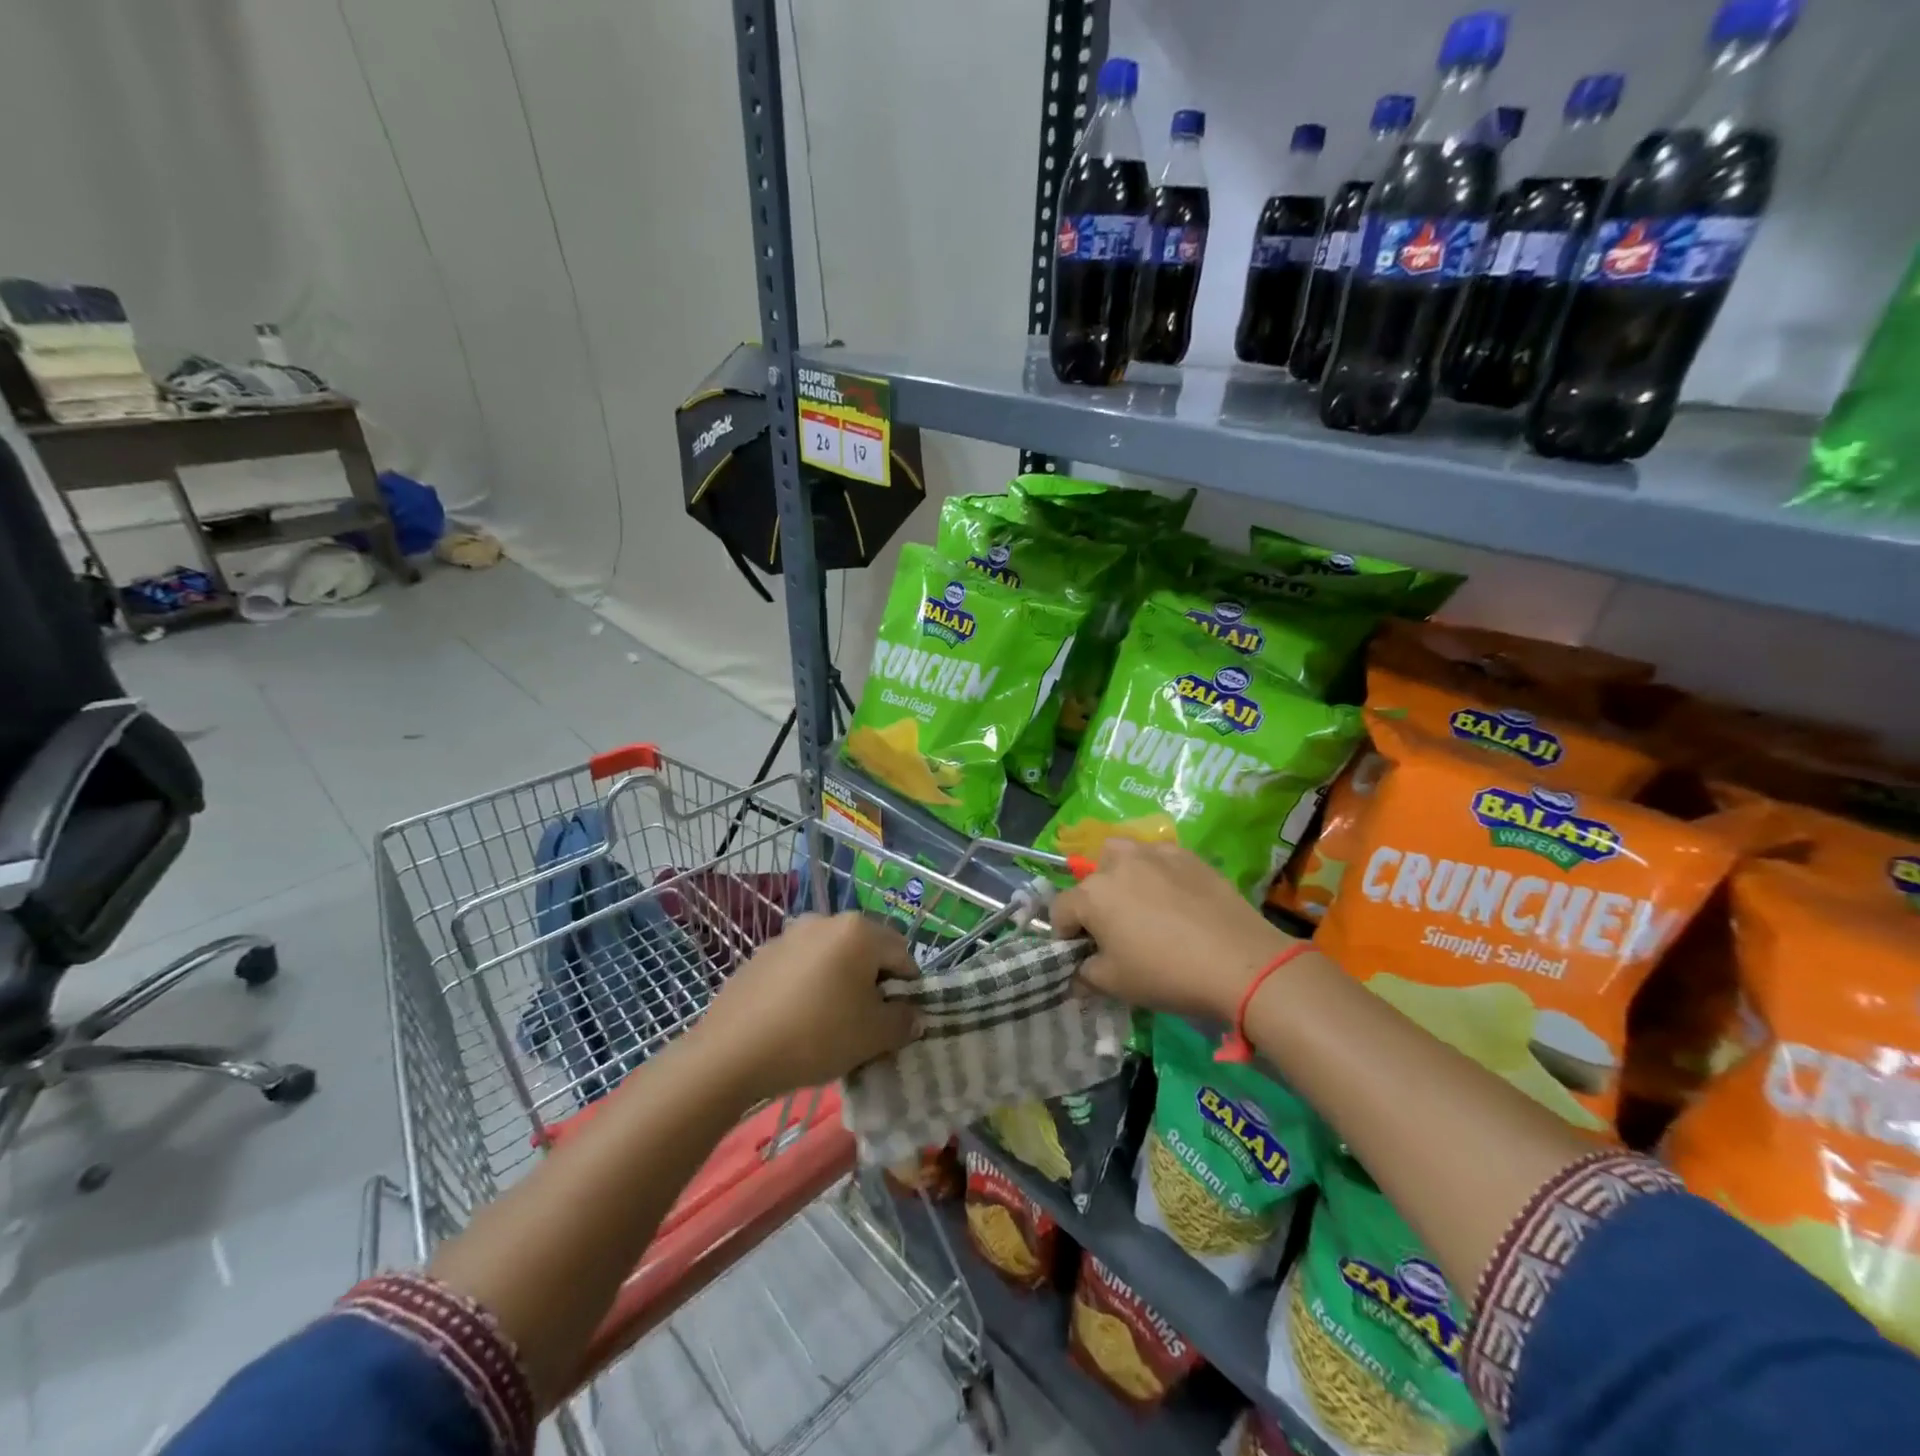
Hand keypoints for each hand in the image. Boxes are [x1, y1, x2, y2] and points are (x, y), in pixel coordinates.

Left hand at [690, 913, 920, 1102]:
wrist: (732, 1053)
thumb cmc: (816, 1036)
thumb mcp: (873, 1036)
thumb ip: (903, 1021)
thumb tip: (913, 1015)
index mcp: (859, 931)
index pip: (902, 953)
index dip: (908, 988)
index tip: (898, 1020)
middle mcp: (825, 920)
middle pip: (866, 950)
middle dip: (873, 982)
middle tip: (867, 1023)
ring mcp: (789, 935)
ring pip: (831, 957)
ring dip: (840, 982)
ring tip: (830, 1023)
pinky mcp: (761, 955)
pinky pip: (800, 966)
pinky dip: (809, 985)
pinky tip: (797, 1019)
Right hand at [1050, 839, 1295, 1019]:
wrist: (1239, 962)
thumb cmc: (1167, 974)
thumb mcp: (1115, 984)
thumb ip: (1085, 975)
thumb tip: (1078, 974)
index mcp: (1091, 894)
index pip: (1060, 910)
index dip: (1065, 935)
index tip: (1082, 955)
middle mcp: (1117, 863)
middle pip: (1091, 880)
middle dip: (1094, 904)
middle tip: (1115, 932)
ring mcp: (1154, 853)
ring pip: (1123, 856)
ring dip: (1121, 876)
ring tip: (1140, 904)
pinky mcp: (1187, 855)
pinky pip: (1158, 858)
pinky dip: (1157, 873)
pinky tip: (1175, 899)